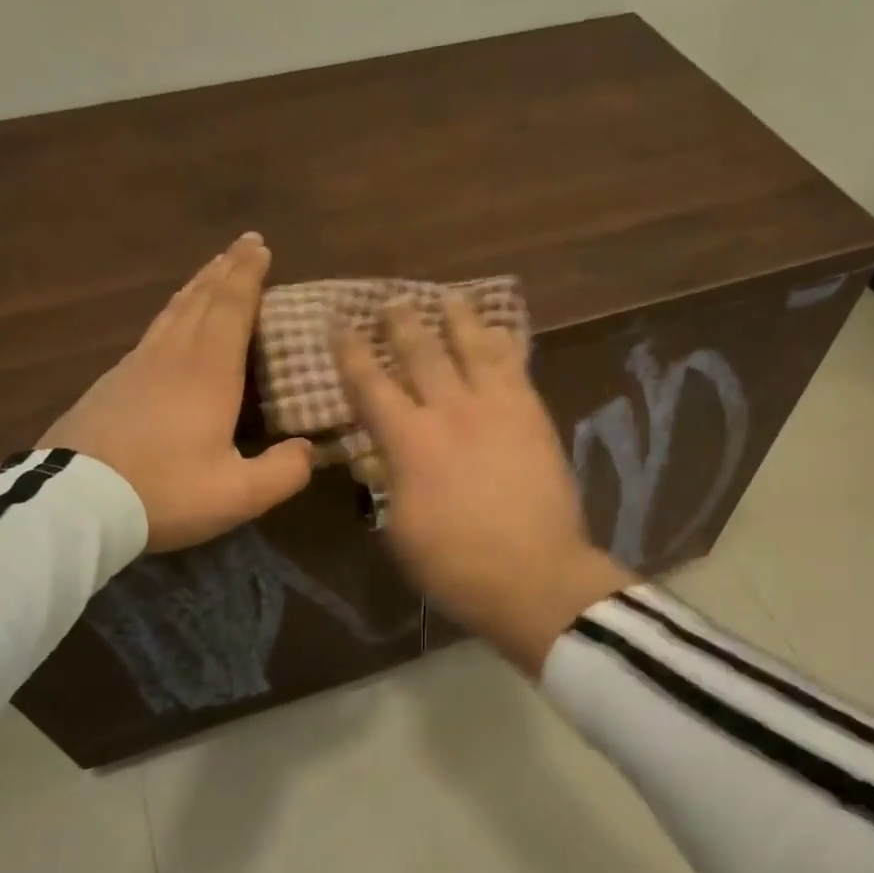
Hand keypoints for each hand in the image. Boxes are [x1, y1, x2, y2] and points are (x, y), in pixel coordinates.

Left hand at [39, 232, 314, 552]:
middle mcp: (171, 357)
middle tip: (243, 245)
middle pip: (200, 300)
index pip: (231, 308)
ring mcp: (134, 368)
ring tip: (211, 272)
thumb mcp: (238, 495)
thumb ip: (283, 472)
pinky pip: (152, 333)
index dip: (247, 276)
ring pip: (172, 313)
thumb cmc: (163, 493)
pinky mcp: (110, 385)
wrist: (72, 504)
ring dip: (197, 287)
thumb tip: (309, 451)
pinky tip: (170, 326)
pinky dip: (172, 315)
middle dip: (225, 270)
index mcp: (207, 373)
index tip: (259, 246)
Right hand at [336, 296, 634, 675]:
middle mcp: (451, 409)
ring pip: (474, 345)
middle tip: (391, 300)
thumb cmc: (455, 564)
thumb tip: (386, 457)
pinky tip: (502, 331)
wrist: (534, 574)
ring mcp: (497, 406)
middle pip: (422, 351)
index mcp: (409, 440)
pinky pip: (517, 365)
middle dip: (402, 322)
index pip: (370, 384)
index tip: (339, 324)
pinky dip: (505, 343)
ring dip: (457, 318)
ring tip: (448, 298)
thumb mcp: (400, 529)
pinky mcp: (534, 414)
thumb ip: (390, 483)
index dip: (351, 352)